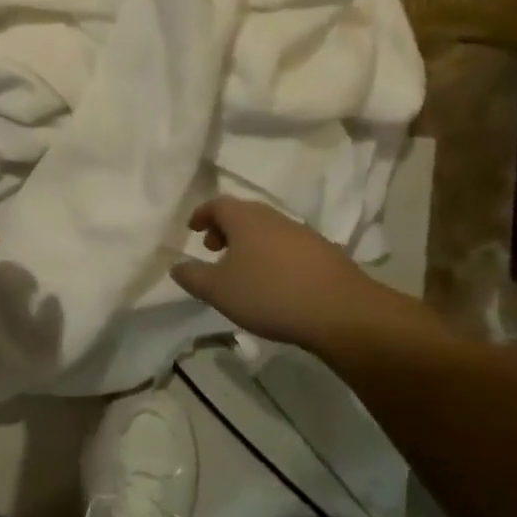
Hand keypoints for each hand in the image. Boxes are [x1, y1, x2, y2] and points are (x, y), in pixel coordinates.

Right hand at [171, 196, 412, 353]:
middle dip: (225, 228)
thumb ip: (192, 276)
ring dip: (249, 244)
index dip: (202, 214)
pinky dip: (272, 256)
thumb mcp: (218, 290)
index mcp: (245, 218)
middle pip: (243, 214)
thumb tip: (176, 266)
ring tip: (242, 270)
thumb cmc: (269, 294)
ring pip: (267, 230)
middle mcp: (274, 217)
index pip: (217, 204)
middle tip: (213, 249)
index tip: (192, 229)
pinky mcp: (325, 254)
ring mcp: (303, 234)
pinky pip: (288, 247)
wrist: (341, 312)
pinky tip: (274, 283)